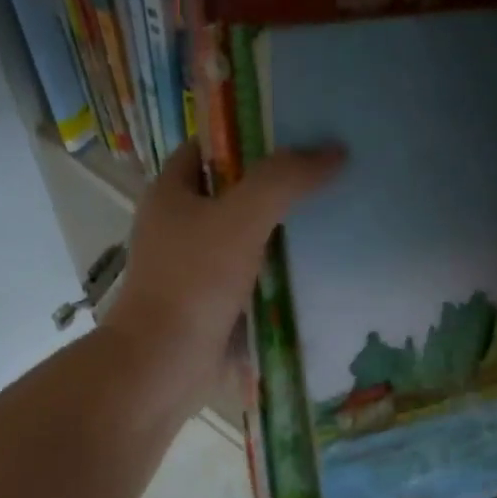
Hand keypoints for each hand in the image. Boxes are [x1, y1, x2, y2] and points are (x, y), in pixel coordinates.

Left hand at [103, 141, 343, 400]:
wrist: (162, 364)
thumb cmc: (193, 281)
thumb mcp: (241, 218)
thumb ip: (284, 180)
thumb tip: (334, 151)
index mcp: (170, 193)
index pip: (209, 147)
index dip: (249, 135)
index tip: (298, 133)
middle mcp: (176, 225)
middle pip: (231, 192)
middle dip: (275, 186)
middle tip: (326, 175)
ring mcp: (191, 268)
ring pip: (243, 238)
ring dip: (280, 232)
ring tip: (332, 216)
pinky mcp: (208, 303)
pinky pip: (248, 277)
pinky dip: (275, 272)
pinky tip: (314, 268)